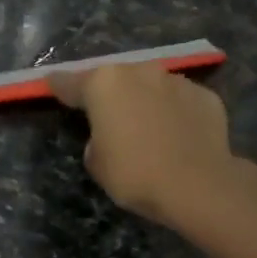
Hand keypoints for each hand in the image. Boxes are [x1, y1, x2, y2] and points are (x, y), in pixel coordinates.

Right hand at [49, 63, 256, 232]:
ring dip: (145, 102)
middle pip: (116, 80)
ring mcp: (176, 81)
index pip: (71, 83)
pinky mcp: (205, 96)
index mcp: (104, 85)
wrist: (198, 186)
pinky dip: (175, 114)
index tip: (51, 84)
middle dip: (111, 96)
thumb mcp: (97, 164)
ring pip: (151, 87)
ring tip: (148, 130)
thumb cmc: (135, 175)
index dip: (59, 86)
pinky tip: (178, 137)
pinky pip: (180, 102)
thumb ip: (96, 140)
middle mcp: (139, 72)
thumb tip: (110, 135)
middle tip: (110, 119)